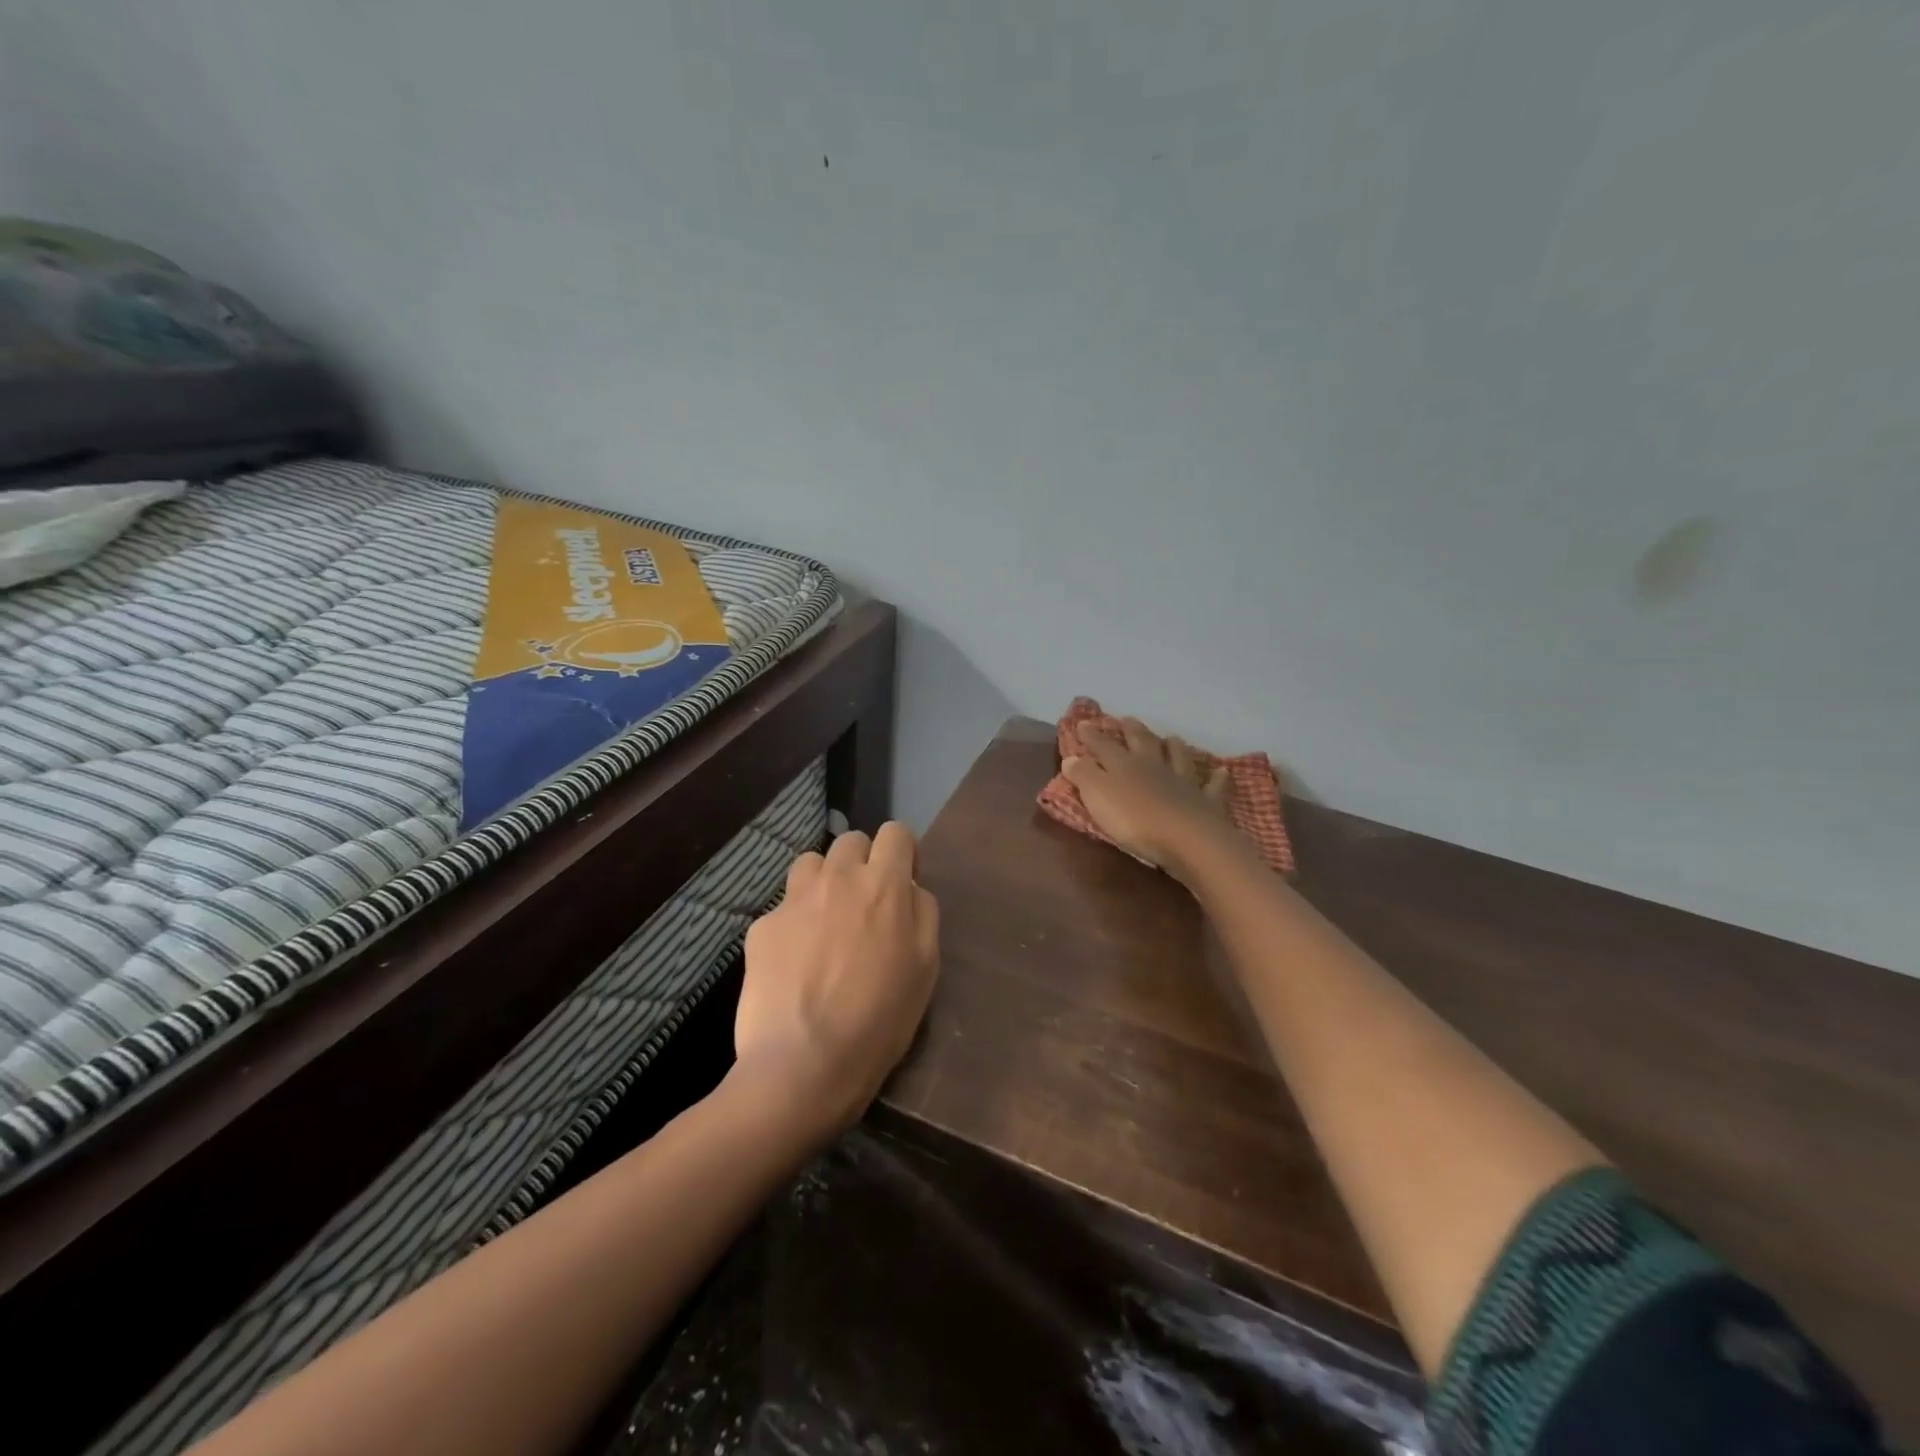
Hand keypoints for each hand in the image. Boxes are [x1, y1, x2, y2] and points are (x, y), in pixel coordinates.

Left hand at [733, 823, 939, 1135]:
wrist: (802, 1064)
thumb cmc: (879, 1021)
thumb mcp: (926, 968)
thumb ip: (923, 914)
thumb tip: (910, 889)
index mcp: (883, 885)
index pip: (895, 832)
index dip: (902, 852)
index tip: (901, 880)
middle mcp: (838, 879)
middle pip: (851, 841)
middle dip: (862, 863)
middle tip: (863, 905)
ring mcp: (794, 899)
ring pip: (812, 863)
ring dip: (824, 882)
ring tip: (825, 922)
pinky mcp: (762, 925)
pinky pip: (784, 906)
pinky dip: (793, 921)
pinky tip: (794, 961)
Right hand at [1062, 718, 1243, 878]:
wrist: (1187, 840)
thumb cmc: (1134, 819)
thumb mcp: (1098, 796)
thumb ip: (1084, 775)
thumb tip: (1072, 757)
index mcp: (1124, 765)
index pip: (1103, 745)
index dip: (1091, 734)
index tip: (1083, 723)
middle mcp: (1154, 766)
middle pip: (1143, 742)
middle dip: (1132, 730)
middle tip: (1127, 720)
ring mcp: (1183, 782)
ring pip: (1178, 758)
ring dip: (1173, 747)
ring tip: (1171, 738)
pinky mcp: (1206, 803)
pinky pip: (1212, 787)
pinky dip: (1216, 778)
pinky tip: (1220, 772)